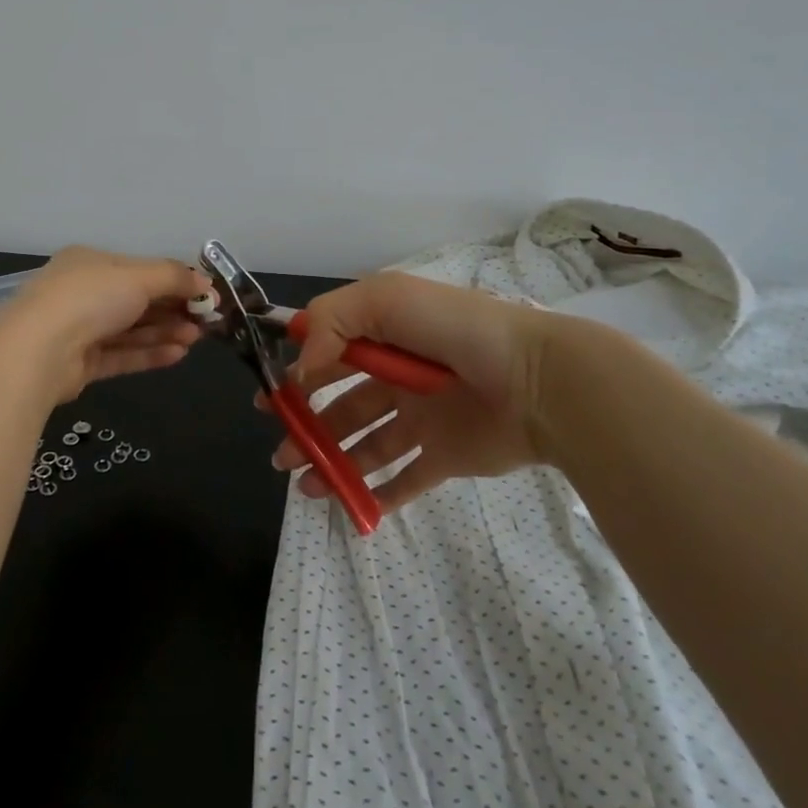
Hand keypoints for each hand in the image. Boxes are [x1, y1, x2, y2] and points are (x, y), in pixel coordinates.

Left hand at [0, 247, 208, 402]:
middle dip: (172, 309)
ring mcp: (79, 330)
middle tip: (206, 321)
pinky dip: (148, 354)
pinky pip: (120, 355)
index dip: (174, 281)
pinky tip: (178, 355)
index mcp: (90, 263)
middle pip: (136, 301)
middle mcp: (83, 294)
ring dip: (165, 332)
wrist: (39, 350)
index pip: (139, 269)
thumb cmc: (89, 298)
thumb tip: (206, 283)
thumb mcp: (138, 277)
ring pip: (130, 330)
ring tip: (197, 338)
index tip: (205, 294)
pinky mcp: (80, 365)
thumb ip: (174, 278)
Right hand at [266, 272, 558, 512]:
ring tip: (305, 486)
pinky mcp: (446, 454)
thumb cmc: (455, 331)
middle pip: (342, 405)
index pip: (330, 354)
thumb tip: (301, 368)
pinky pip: (407, 478)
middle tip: (280, 453)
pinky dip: (379, 494)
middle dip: (305, 427)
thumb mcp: (384, 300)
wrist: (537, 380)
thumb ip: (331, 323)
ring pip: (366, 444)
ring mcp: (423, 418)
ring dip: (332, 462)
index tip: (270, 398)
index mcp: (385, 335)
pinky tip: (352, 506)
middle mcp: (399, 376)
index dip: (297, 374)